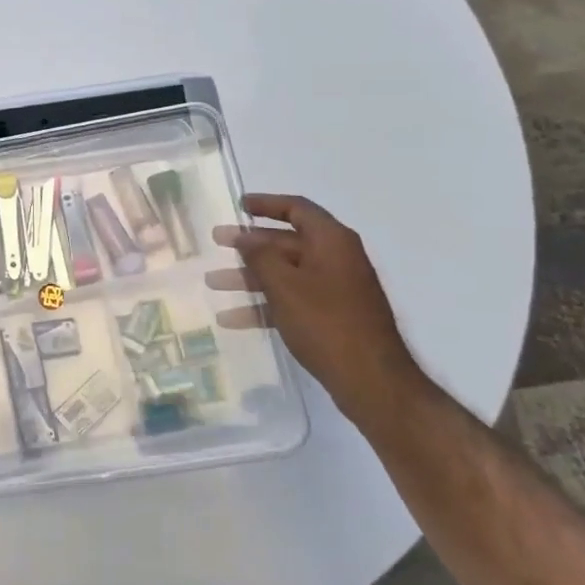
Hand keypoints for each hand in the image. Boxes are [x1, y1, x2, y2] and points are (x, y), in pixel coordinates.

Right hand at [208, 194, 424, 416]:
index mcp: (332, 242)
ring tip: (213, 283)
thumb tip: (245, 237)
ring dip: (249, 278)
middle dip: (249, 245)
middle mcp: (336, 259)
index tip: (239, 205)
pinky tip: (231, 319)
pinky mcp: (330, 317)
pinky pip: (290, 301)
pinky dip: (263, 306)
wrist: (371, 379)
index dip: (267, 204)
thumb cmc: (326, 322)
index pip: (297, 209)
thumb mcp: (285, 285)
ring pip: (284, 274)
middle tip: (216, 242)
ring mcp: (334, 289)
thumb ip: (260, 256)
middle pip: (286, 242)